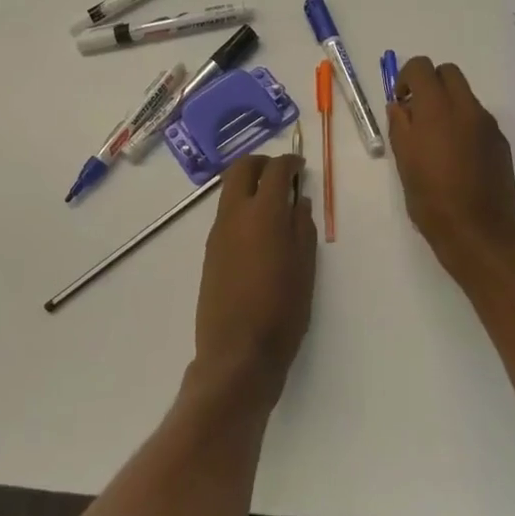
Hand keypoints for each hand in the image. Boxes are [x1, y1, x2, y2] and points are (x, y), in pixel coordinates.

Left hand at [191, 154, 316, 407]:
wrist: (237, 353)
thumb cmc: (282, 311)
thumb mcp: (305, 268)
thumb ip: (302, 228)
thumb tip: (299, 201)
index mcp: (263, 214)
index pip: (275, 170)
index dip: (290, 162)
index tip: (301, 166)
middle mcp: (234, 215)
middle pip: (241, 168)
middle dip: (262, 162)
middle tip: (282, 173)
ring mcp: (217, 232)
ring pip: (229, 190)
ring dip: (249, 184)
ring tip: (273, 202)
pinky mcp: (209, 251)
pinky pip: (225, 214)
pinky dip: (241, 206)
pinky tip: (258, 230)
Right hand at [388, 57, 514, 282]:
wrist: (478, 231)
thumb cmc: (431, 198)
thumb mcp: (403, 160)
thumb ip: (399, 125)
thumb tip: (400, 106)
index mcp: (437, 108)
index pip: (421, 67)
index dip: (406, 78)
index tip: (401, 102)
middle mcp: (466, 108)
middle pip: (449, 72)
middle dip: (431, 83)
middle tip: (418, 113)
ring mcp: (487, 124)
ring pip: (465, 96)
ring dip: (448, 104)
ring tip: (437, 141)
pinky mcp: (500, 142)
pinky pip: (478, 119)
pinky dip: (464, 124)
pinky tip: (458, 157)